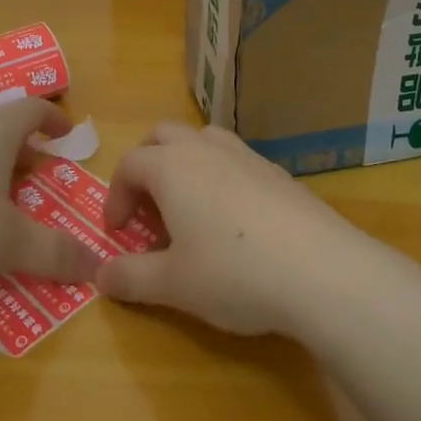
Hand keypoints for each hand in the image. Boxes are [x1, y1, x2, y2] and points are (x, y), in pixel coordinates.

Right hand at [96, 122, 382, 336]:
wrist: (321, 270)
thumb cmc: (233, 273)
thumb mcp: (173, 284)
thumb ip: (131, 277)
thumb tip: (99, 276)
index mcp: (172, 167)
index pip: (129, 164)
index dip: (115, 196)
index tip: (118, 233)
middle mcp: (206, 149)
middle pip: (163, 135)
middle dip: (146, 164)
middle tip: (147, 207)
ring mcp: (246, 155)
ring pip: (203, 140)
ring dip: (185, 164)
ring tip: (187, 207)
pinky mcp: (278, 172)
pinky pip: (236, 160)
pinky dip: (221, 177)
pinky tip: (234, 221)